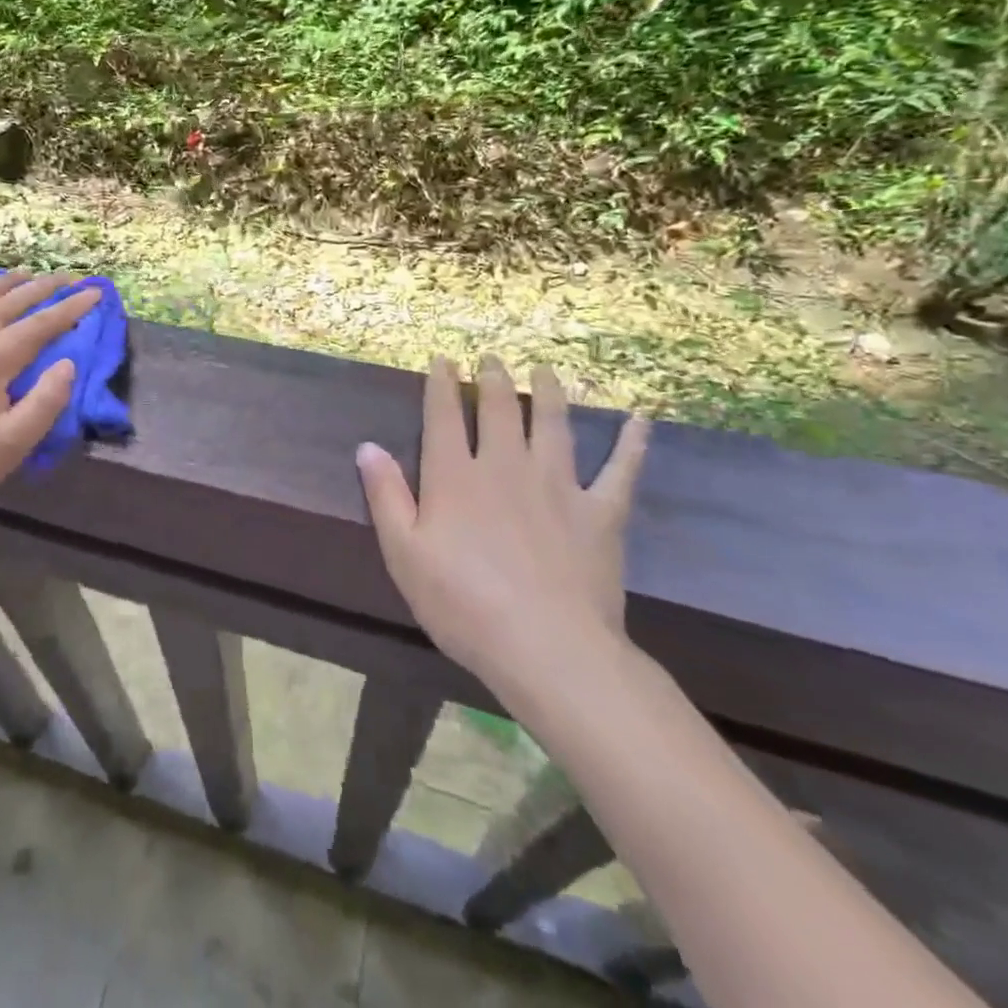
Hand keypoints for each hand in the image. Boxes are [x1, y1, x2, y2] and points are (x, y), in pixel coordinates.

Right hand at [356, 355, 650, 714]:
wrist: (547, 648)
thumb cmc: (462, 604)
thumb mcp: (403, 553)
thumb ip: (386, 495)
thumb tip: (367, 446)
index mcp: (455, 476)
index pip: (444, 415)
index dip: (441, 383)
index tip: (443, 359)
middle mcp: (505, 466)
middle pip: (500, 409)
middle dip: (492, 378)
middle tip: (492, 358)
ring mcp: (557, 485)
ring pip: (553, 423)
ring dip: (548, 392)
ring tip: (544, 370)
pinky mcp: (600, 512)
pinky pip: (620, 469)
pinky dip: (631, 442)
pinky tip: (640, 419)